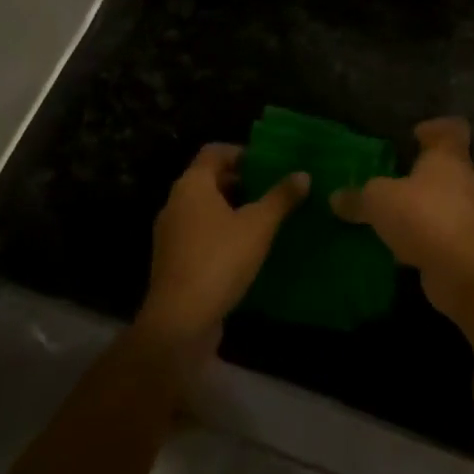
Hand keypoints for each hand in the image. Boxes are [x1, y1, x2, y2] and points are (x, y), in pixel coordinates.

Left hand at [136, 144, 308, 355]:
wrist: (179, 321)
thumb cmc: (219, 260)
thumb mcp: (258, 226)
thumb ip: (280, 198)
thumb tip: (303, 174)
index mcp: (192, 185)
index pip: (214, 152)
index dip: (241, 152)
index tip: (267, 163)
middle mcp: (176, 202)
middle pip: (209, 179)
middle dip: (241, 182)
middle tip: (272, 189)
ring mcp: (171, 233)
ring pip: (205, 208)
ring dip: (232, 209)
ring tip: (265, 218)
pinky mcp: (174, 260)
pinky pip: (200, 233)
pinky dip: (222, 232)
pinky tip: (247, 248)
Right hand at [330, 118, 473, 298]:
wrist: (464, 271)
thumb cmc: (424, 216)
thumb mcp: (379, 201)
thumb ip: (358, 197)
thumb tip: (335, 198)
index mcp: (449, 157)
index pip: (452, 130)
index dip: (435, 128)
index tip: (415, 135)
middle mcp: (465, 181)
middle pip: (447, 167)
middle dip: (421, 173)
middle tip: (392, 178)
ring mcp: (470, 215)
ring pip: (443, 202)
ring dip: (420, 208)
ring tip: (390, 215)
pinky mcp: (467, 246)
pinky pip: (440, 233)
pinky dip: (422, 237)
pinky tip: (398, 248)